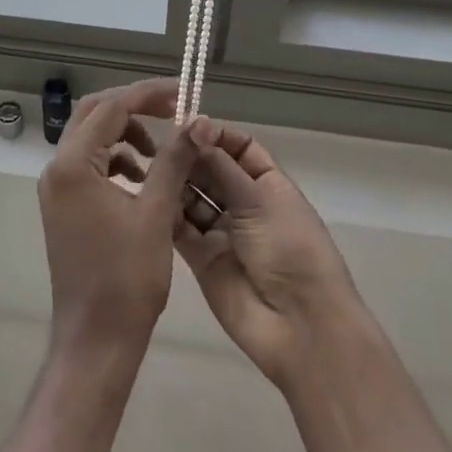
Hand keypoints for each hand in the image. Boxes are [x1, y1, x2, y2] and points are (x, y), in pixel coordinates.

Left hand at [38, 78, 202, 354]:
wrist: (96, 341)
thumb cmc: (127, 278)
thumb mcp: (157, 213)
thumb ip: (173, 160)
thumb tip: (196, 120)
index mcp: (73, 164)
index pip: (111, 107)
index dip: (148, 94)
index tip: (183, 92)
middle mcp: (57, 168)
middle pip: (95, 114)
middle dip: (135, 107)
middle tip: (173, 110)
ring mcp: (57, 188)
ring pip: (91, 138)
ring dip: (126, 134)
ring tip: (162, 152)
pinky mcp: (64, 205)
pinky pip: (90, 164)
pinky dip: (117, 160)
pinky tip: (143, 178)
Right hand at [174, 122, 366, 391]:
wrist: (300, 327)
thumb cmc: (289, 250)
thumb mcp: (259, 199)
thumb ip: (221, 164)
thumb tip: (195, 125)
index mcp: (268, 184)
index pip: (238, 147)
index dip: (215, 135)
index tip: (186, 125)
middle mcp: (244, 203)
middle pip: (211, 169)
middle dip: (190, 156)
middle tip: (160, 144)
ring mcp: (222, 231)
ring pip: (192, 196)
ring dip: (176, 181)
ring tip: (150, 166)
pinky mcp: (201, 257)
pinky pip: (180, 227)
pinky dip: (167, 212)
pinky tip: (150, 196)